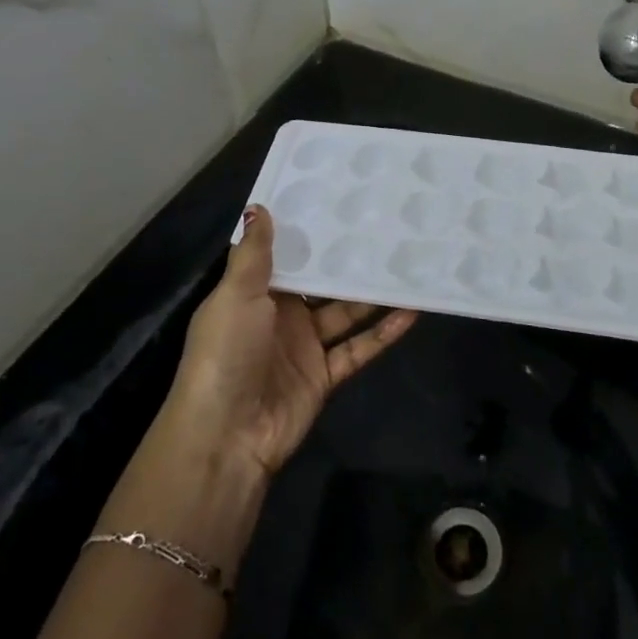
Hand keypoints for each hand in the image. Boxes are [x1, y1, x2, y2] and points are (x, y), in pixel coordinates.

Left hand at [161, 207, 417, 478]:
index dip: (310, 232)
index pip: (286, 256)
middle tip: (385, 228)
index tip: (340, 201)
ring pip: (346, 312)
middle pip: (321, 283)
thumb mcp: (235, 296)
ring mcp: (305, 346)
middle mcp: (280, 315)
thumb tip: (258, 206)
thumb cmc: (226, 353)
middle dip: (347, 261)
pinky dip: (383, 333)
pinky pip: (358, 348)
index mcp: (253, 293)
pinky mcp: (325, 375)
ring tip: (406, 264)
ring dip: (373, 294)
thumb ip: (254, 254)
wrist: (227, 436)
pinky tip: (411, 312)